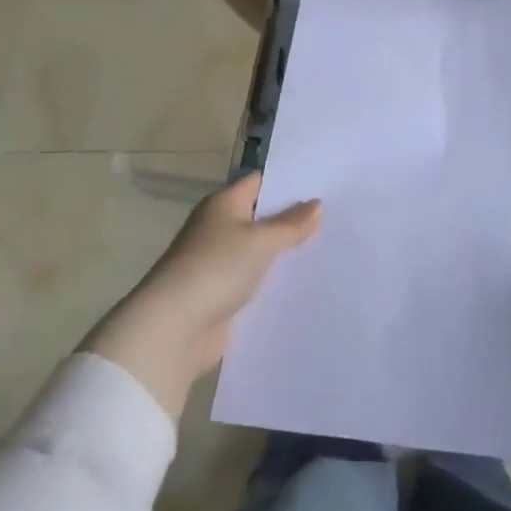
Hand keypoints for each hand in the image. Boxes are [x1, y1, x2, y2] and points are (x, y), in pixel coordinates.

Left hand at [83, 173, 321, 418]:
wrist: (176, 327)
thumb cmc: (217, 268)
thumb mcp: (261, 241)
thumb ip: (290, 224)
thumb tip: (316, 204)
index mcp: (223, 204)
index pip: (259, 183)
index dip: (288, 183)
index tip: (323, 185)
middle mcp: (218, 227)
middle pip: (260, 217)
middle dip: (292, 219)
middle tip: (334, 218)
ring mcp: (218, 262)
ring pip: (259, 250)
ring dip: (284, 252)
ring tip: (327, 249)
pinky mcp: (222, 293)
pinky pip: (254, 279)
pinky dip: (273, 280)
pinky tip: (302, 283)